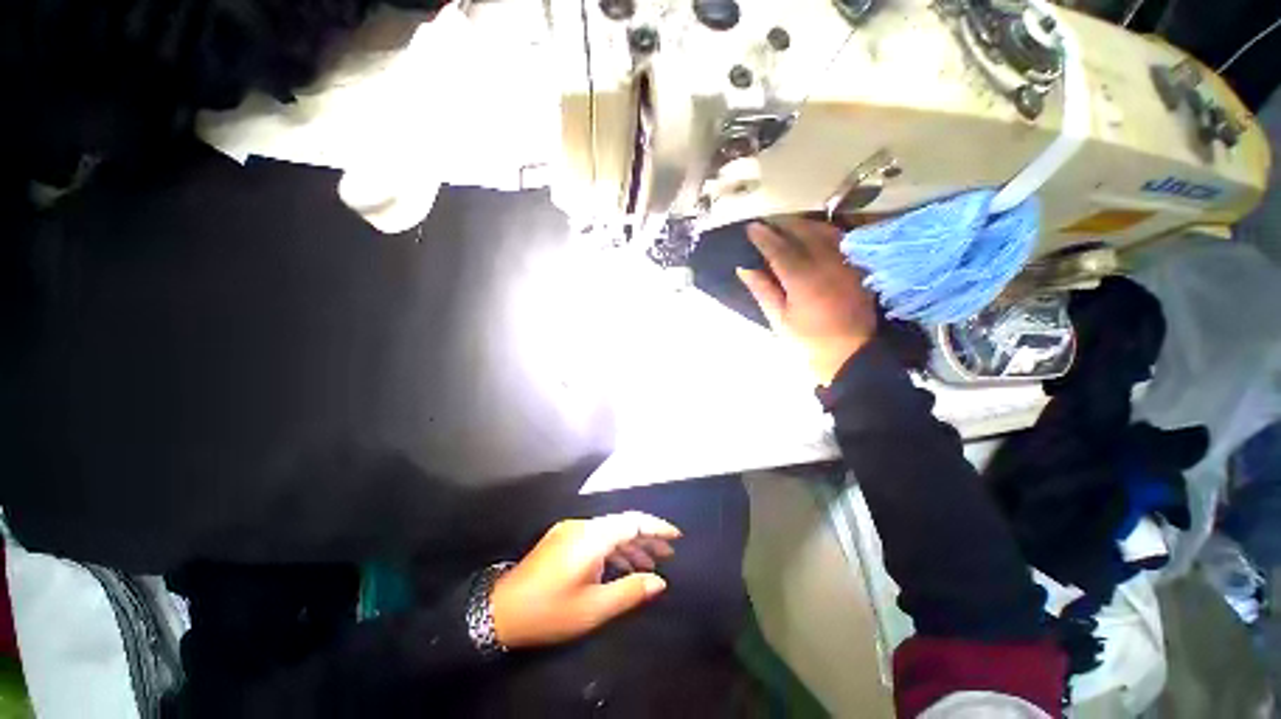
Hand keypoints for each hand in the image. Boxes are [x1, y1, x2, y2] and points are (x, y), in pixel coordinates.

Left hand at [490, 512, 680, 648]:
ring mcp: (571, 530)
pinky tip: (622, 565)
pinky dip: (613, 549)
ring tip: (650, 564)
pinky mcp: (563, 538)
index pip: (633, 522)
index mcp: (592, 537)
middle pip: (623, 524)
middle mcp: (583, 526)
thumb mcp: (593, 608)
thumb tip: (660, 582)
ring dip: (630, 545)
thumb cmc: (550, 611)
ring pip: (609, 531)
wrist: (501, 609)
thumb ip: (629, 591)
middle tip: (667, 555)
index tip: (676, 537)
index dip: (657, 527)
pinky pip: (597, 538)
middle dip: (647, 538)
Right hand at [737, 218, 877, 385]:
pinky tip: (816, 233)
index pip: (780, 250)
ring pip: (826, 233)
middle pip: (805, 234)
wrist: (850, 356)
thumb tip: (745, 268)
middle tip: (768, 221)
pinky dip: (826, 232)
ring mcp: (846, 265)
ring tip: (789, 223)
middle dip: (784, 224)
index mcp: (803, 281)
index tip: (751, 227)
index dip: (764, 237)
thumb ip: (763, 291)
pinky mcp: (858, 269)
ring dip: (806, 224)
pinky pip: (842, 241)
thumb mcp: (779, 320)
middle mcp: (827, 266)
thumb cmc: (808, 343)